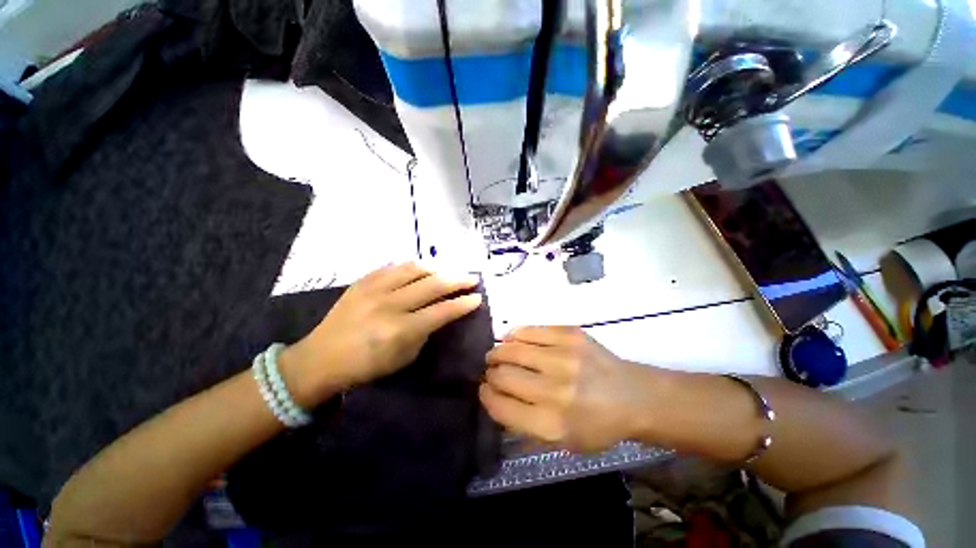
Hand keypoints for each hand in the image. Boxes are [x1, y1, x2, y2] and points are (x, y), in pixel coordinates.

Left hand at [281, 263, 482, 406]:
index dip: (463, 304)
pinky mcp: (363, 281)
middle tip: (472, 278)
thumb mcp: (404, 357)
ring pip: (414, 269)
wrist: (320, 359)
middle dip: (457, 280)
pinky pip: (393, 266)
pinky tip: (422, 268)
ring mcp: (374, 289)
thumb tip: (441, 314)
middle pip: (432, 285)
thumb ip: (425, 332)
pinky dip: (412, 266)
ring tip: (449, 271)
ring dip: (438, 268)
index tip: (478, 297)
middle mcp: (390, 305)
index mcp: (400, 330)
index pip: (442, 311)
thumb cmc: (366, 366)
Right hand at [480, 326, 653, 452]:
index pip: (500, 406)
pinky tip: (513, 339)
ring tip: (498, 353)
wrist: (633, 395)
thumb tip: (495, 396)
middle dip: (490, 373)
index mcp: (552, 424)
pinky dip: (514, 335)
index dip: (486, 395)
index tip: (484, 388)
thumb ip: (525, 423)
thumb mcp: (561, 441)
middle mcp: (555, 390)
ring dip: (498, 351)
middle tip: (491, 370)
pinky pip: (529, 330)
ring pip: (511, 348)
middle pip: (503, 375)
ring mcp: (563, 357)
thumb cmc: (597, 425)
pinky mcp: (570, 334)